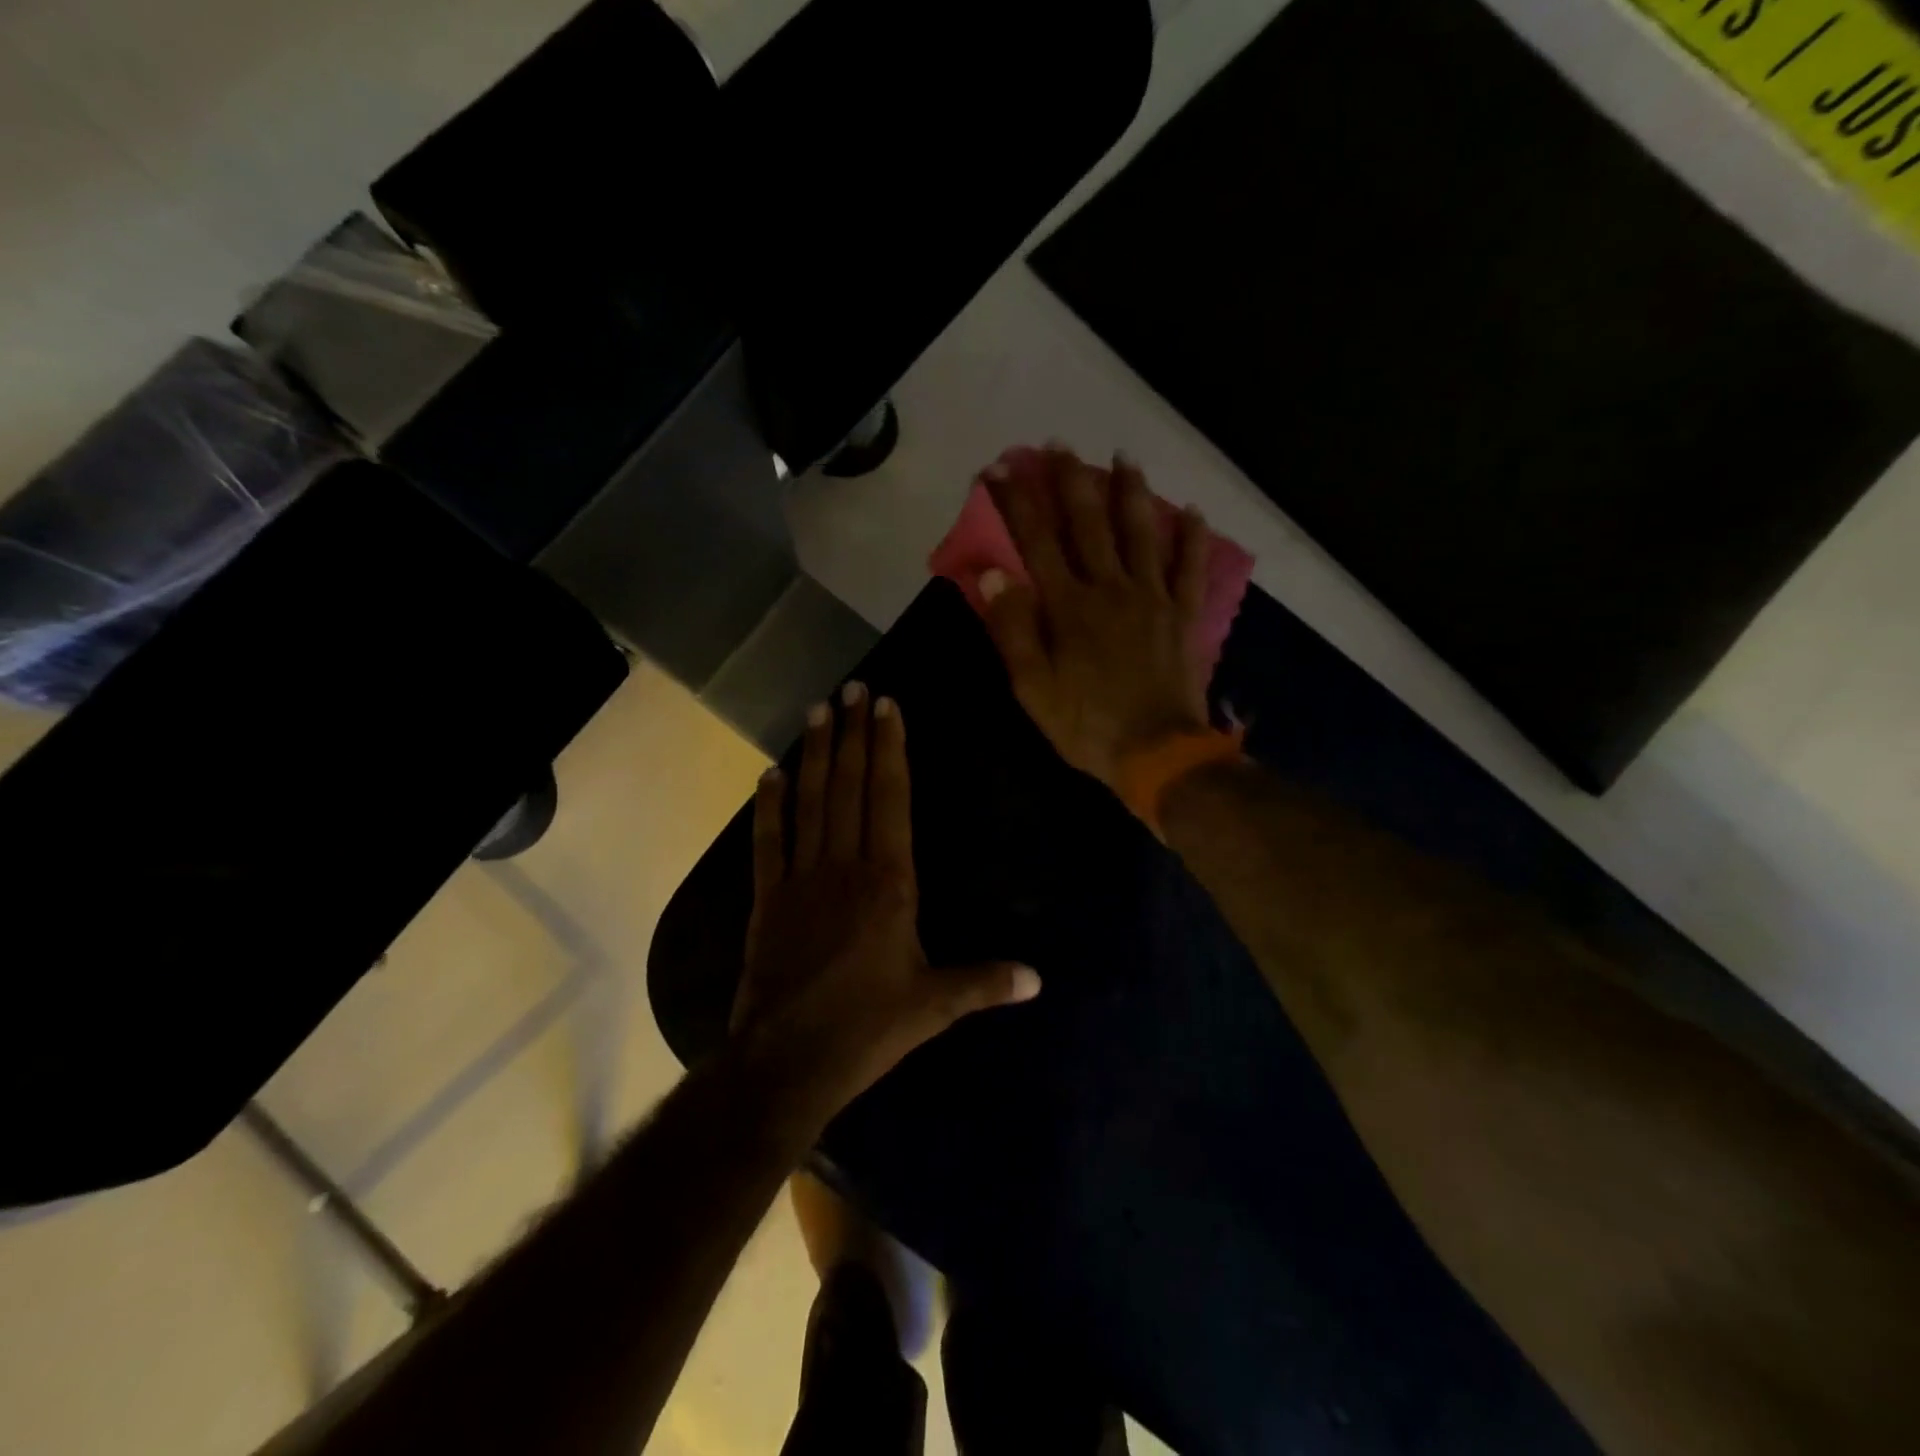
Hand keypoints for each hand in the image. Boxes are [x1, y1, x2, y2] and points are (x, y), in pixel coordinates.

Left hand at [733, 683, 1040, 1112]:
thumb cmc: (868, 1028)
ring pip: (810, 802)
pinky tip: (769, 773)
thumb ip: (985, 982)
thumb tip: (1039, 979)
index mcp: (890, 882)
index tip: (887, 708)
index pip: (891, 799)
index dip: (889, 750)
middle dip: (852, 734)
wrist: (788, 1061)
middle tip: (852, 688)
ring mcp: (802, 879)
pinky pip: (769, 842)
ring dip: (814, 754)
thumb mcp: (934, 1006)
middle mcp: (846, 866)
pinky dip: (769, 806)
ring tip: (818, 710)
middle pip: (849, 787)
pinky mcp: (768, 899)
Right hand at [979, 446, 1211, 794]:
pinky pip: (1190, 567)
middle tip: (1060, 444)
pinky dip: (1192, 537)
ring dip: (1130, 492)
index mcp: (1069, 607)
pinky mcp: (1183, 615)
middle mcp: (1110, 589)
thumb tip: (994, 575)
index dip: (1015, 503)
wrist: (1157, 754)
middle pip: (1088, 524)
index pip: (1035, 542)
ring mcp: (1152, 598)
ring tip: (1124, 457)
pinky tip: (1192, 510)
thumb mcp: (1033, 688)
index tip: (998, 468)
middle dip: (1070, 481)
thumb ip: (1014, 630)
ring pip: (1140, 533)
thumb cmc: (1086, 725)